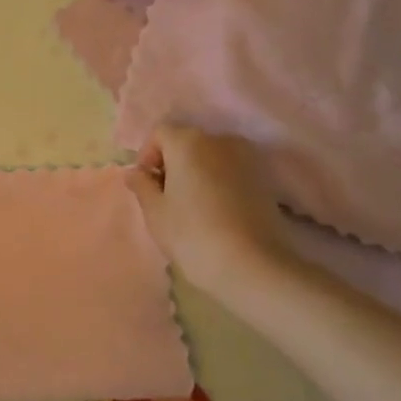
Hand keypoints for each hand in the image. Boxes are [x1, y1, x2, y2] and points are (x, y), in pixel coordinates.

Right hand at [126, 124, 294, 298]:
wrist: (255, 266)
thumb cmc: (193, 234)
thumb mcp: (155, 212)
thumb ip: (141, 185)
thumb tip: (135, 172)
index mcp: (187, 141)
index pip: (159, 134)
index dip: (147, 156)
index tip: (146, 185)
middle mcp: (219, 139)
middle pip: (187, 141)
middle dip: (173, 163)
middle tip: (166, 197)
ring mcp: (246, 157)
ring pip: (211, 156)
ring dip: (197, 172)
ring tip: (192, 205)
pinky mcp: (265, 178)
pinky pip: (232, 170)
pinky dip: (220, 182)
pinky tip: (217, 210)